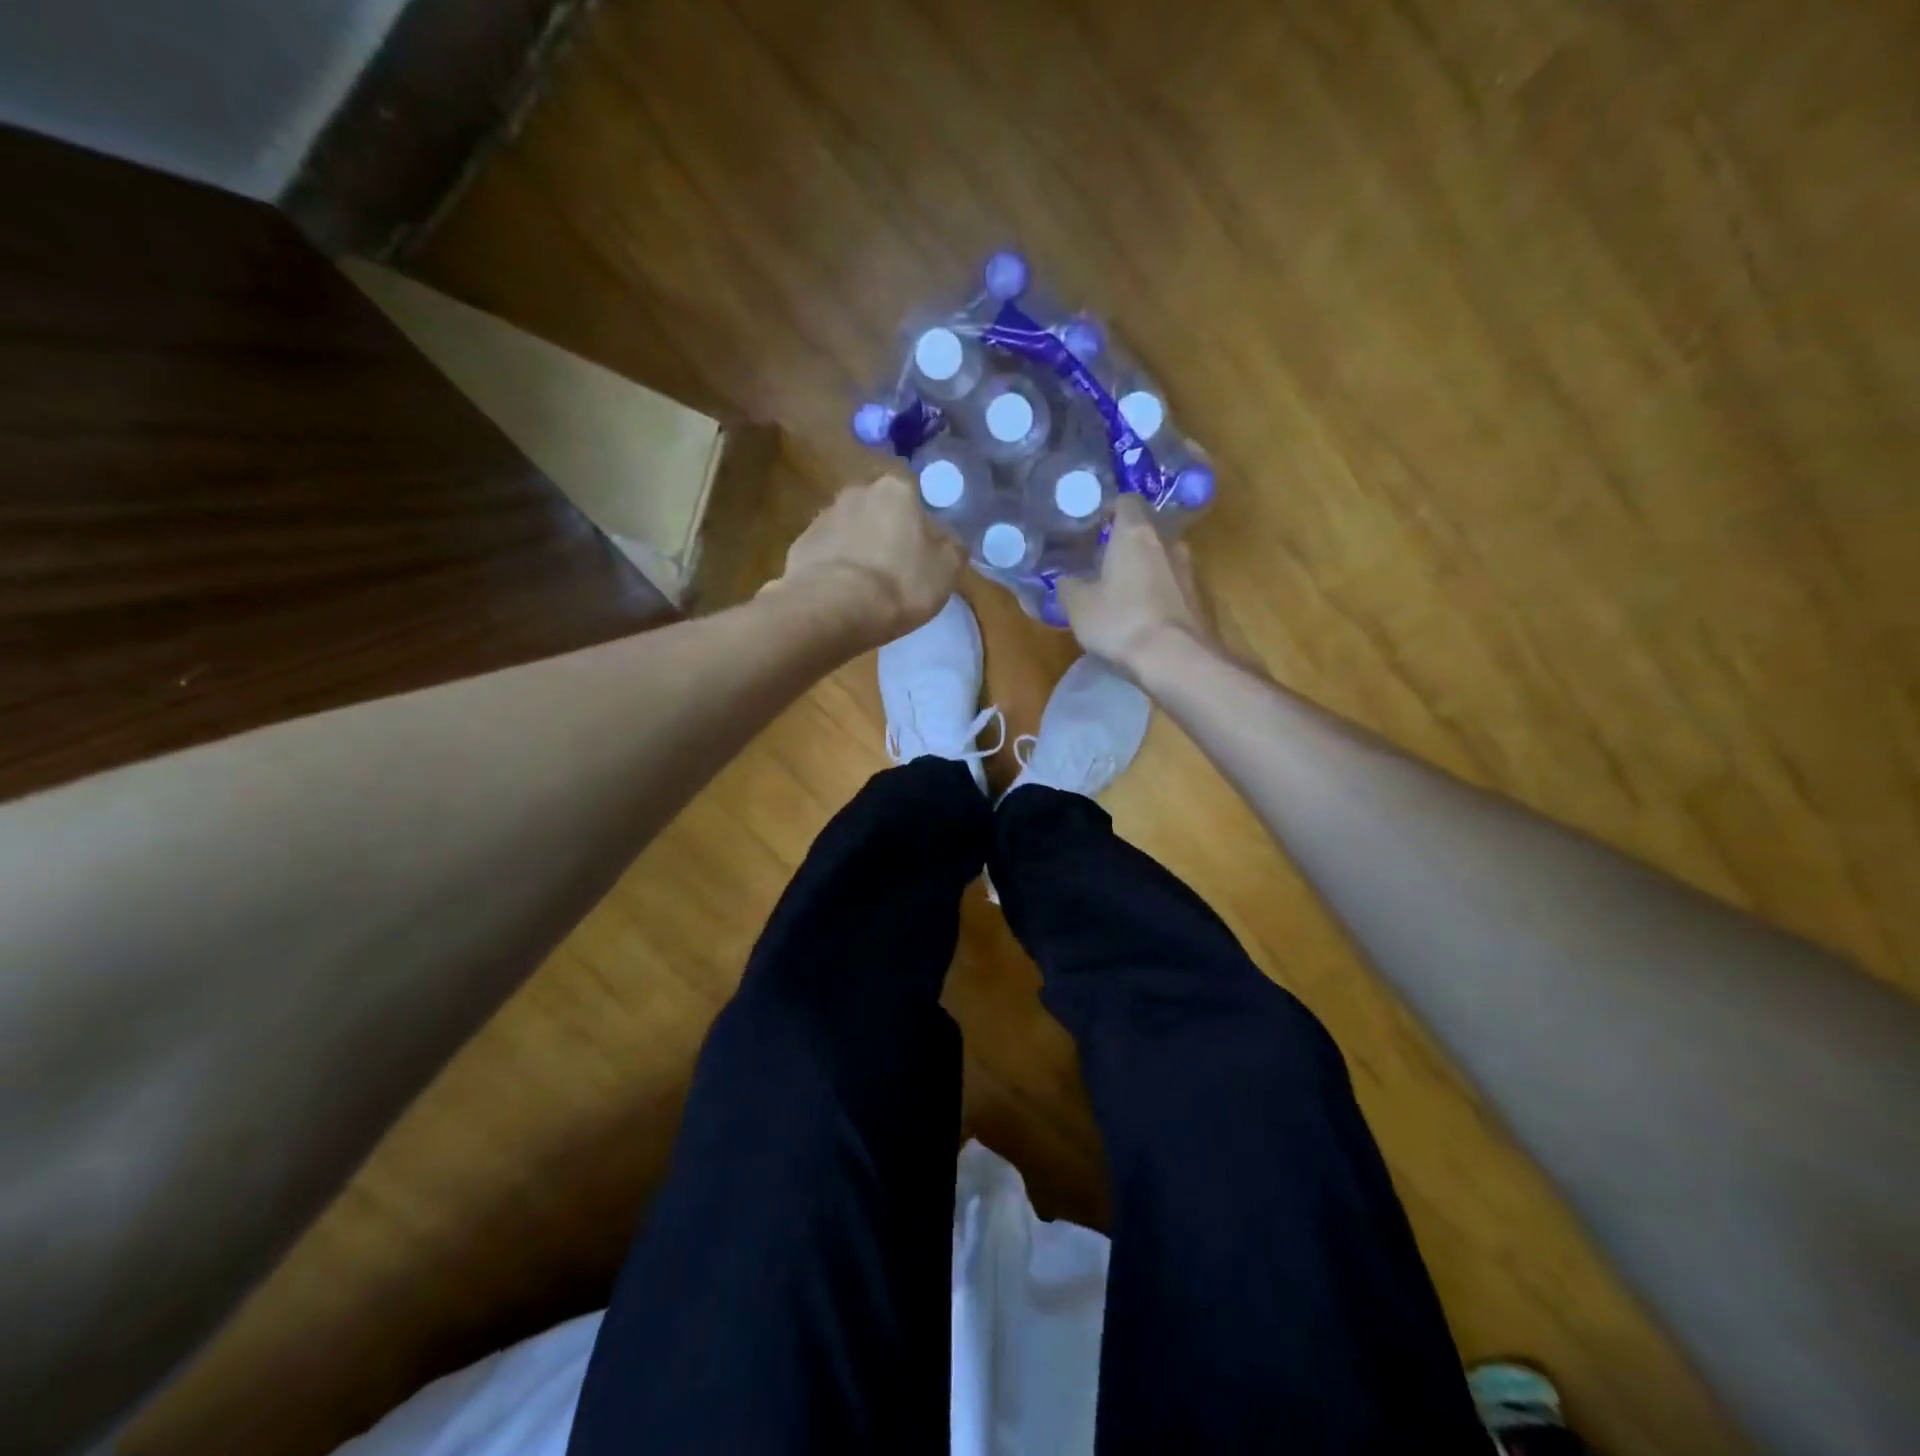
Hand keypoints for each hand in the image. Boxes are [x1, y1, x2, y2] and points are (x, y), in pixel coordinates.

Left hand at [772, 474, 962, 643]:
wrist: (834, 608)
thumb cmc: (900, 583)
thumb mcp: (946, 570)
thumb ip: (952, 547)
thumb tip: (948, 540)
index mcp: (896, 490)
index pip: (912, 498)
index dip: (918, 527)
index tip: (920, 554)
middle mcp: (856, 492)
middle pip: (878, 511)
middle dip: (884, 534)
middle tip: (894, 569)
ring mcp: (823, 517)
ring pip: (848, 531)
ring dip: (857, 550)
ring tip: (865, 587)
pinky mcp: (800, 545)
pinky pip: (825, 554)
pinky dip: (834, 568)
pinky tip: (840, 594)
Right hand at [1060, 495, 1213, 674]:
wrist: (1176, 660)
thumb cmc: (1121, 622)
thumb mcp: (1079, 606)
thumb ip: (1068, 586)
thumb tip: (1066, 579)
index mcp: (1136, 533)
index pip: (1127, 501)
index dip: (1110, 509)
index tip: (1094, 525)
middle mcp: (1168, 542)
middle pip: (1147, 528)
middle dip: (1126, 540)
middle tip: (1103, 559)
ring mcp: (1188, 569)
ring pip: (1162, 556)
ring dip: (1144, 566)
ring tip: (1121, 588)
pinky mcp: (1198, 597)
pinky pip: (1172, 583)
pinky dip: (1157, 589)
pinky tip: (1141, 611)